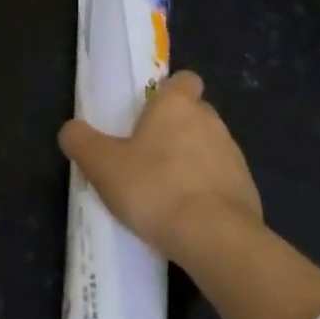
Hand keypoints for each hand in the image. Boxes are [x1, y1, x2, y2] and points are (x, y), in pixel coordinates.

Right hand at [59, 71, 263, 269]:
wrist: (215, 239)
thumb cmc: (155, 188)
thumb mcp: (103, 165)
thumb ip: (82, 142)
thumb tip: (70, 130)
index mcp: (177, 104)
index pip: (184, 79)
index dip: (170, 91)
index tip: (151, 112)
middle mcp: (210, 120)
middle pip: (195, 113)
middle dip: (177, 130)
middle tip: (148, 156)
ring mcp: (234, 155)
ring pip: (210, 148)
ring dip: (193, 162)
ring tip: (167, 193)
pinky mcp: (248, 190)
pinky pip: (223, 182)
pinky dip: (209, 193)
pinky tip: (189, 218)